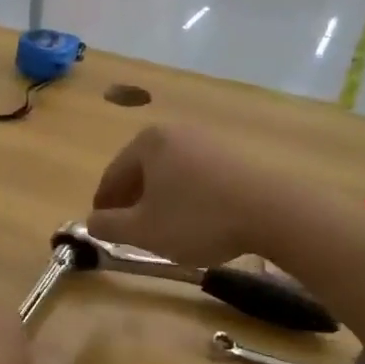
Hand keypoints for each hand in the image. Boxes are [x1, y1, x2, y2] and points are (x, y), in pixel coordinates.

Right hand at [88, 124, 273, 267]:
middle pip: (141, 171)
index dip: (103, 205)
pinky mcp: (233, 155)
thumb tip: (91, 222)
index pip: (112, 175)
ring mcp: (207, 140)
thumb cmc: (197, 219)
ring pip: (169, 174)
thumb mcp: (143, 231)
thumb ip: (108, 226)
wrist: (273, 212)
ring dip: (160, 200)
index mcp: (147, 143)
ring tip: (163, 230)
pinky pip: (196, 177)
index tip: (101, 229)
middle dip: (132, 202)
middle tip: (129, 231)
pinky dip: (187, 197)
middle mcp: (175, 132)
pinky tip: (195, 220)